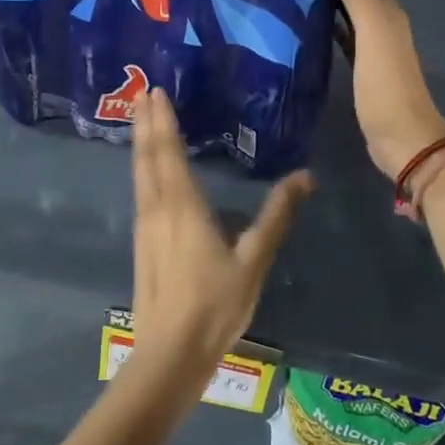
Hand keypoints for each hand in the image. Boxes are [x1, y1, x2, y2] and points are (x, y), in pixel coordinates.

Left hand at [129, 90, 311, 398]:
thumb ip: (276, 216)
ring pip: (140, 174)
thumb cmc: (215, 305)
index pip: (169, 152)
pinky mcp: (142, 244)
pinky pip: (140, 193)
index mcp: (183, 206)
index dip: (163, 121)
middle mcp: (158, 209)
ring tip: (140, 121)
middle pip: (148, 157)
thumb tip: (305, 175)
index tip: (155, 92)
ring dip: (140, 144)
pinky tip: (145, 173)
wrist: (170, 353)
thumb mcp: (254, 260)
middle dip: (146, 124)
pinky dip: (141, 170)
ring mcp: (145, 227)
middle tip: (142, 93)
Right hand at [333, 0, 444, 179]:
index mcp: (387, 11)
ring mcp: (373, 48)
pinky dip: (327, 25)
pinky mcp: (362, 70)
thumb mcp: (373, 34)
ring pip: (348, 12)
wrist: (403, 141)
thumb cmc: (386, 88)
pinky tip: (306, 26)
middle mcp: (382, 24)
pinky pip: (343, 36)